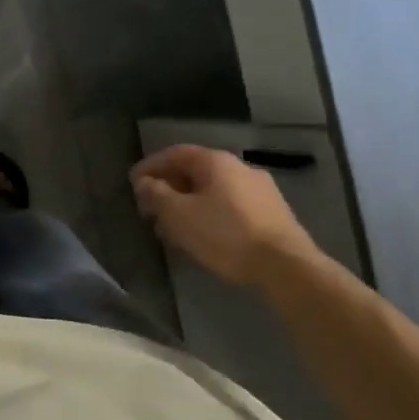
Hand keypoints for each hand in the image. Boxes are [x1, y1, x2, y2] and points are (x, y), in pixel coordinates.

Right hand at [131, 145, 317, 286]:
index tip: (132, 183)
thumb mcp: (179, 215)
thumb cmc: (225, 234)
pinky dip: (208, 214)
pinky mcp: (272, 213)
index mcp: (216, 162)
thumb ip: (157, 194)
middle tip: (150, 208)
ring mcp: (260, 190)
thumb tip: (145, 182)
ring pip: (212, 191)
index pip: (175, 153)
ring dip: (188, 204)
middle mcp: (240, 167)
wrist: (286, 266)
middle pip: (194, 171)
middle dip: (168, 188)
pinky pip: (230, 205)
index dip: (150, 166)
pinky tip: (202, 235)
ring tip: (172, 227)